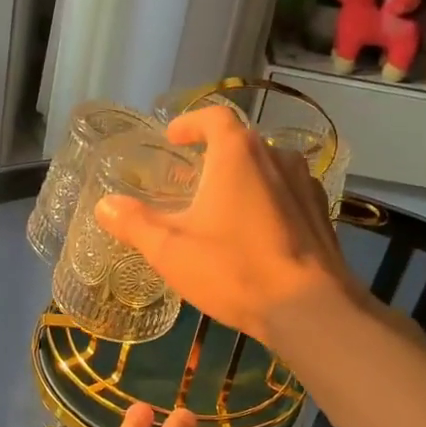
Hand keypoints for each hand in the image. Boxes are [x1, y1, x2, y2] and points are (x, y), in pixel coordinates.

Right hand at [95, 104, 354, 346]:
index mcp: (238, 153)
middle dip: (212, 156)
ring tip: (219, 207)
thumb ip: (134, 223)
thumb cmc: (233, 269)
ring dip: (240, 179)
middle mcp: (276, 157)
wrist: (310, 309)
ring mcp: (305, 184)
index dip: (190, 123)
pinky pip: (286, 194)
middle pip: (240, 143)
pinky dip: (264, 201)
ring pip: (265, 168)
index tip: (173, 138)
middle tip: (188, 181)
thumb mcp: (170, 249)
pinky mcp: (321, 213)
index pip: (213, 117)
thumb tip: (104, 205)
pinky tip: (253, 232)